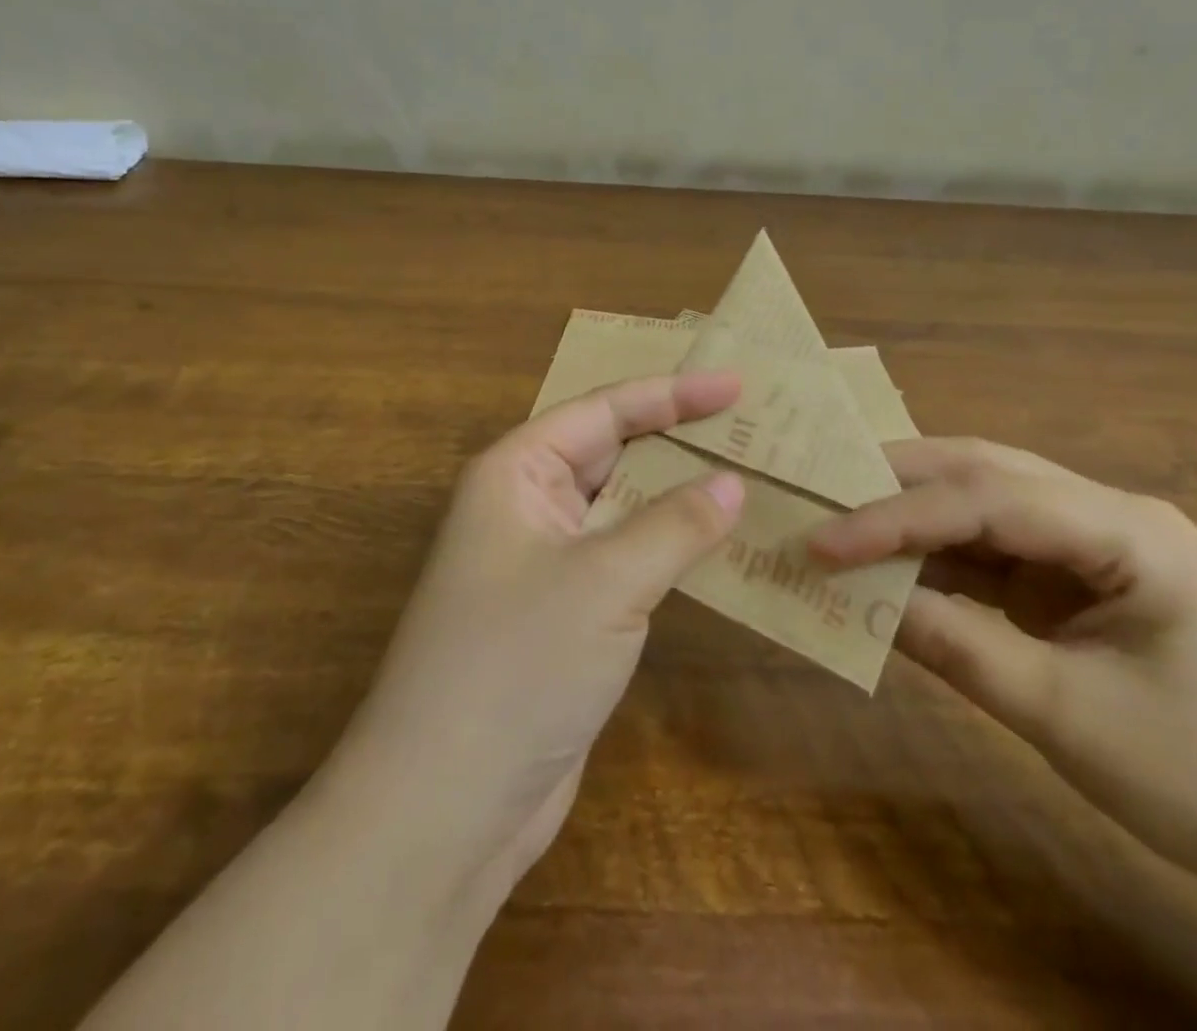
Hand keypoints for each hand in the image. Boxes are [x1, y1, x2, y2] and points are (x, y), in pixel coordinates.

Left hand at [330, 371, 745, 900]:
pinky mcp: (565, 615)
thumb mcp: (605, 582)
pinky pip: (625, 559)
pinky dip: (669, 547)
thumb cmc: (516, 666)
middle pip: (612, 452)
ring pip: (623, 508)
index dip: (671, 393)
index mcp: (516, 473)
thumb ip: (674, 525)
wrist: (444, 810)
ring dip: (678, 494)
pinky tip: (719, 546)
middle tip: (751, 426)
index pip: (603, 410)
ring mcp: (544, 563)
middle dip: (677, 438)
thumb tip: (733, 483)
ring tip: (749, 475)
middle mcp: (526, 507)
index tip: (736, 385)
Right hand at [808, 436, 1196, 893]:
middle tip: (819, 494)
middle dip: (896, 483)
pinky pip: (993, 553)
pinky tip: (892, 570)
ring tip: (840, 524)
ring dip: (912, 517)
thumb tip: (858, 598)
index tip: (822, 541)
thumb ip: (955, 645)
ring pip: (983, 505)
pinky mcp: (1078, 582)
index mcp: (1127, 530)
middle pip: (984, 474)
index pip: (987, 499)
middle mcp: (1107, 515)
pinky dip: (938, 560)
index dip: (894, 516)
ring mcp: (1092, 546)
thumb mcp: (1064, 715)